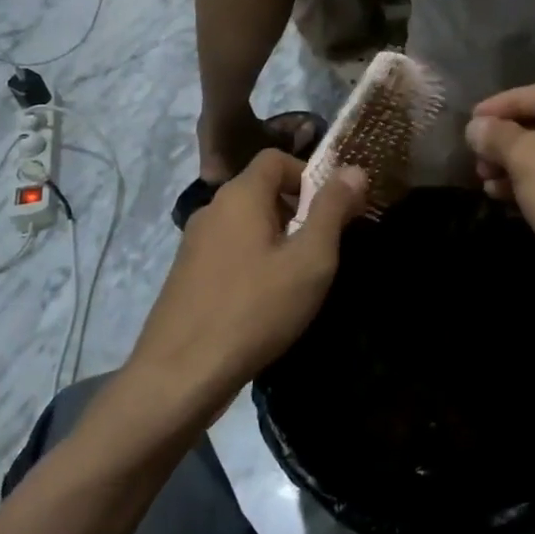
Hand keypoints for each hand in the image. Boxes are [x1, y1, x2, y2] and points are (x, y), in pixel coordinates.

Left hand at [127, 151, 366, 408]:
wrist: (180, 374)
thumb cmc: (255, 310)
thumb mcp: (309, 260)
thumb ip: (332, 210)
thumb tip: (354, 169)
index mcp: (240, 195)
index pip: (275, 159)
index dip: (308, 175)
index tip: (330, 212)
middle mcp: (212, 208)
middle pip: (260, 189)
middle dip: (295, 210)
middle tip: (319, 249)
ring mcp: (193, 242)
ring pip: (245, 222)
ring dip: (274, 237)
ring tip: (295, 278)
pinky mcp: (186, 273)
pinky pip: (228, 249)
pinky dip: (251, 259)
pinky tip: (262, 300)